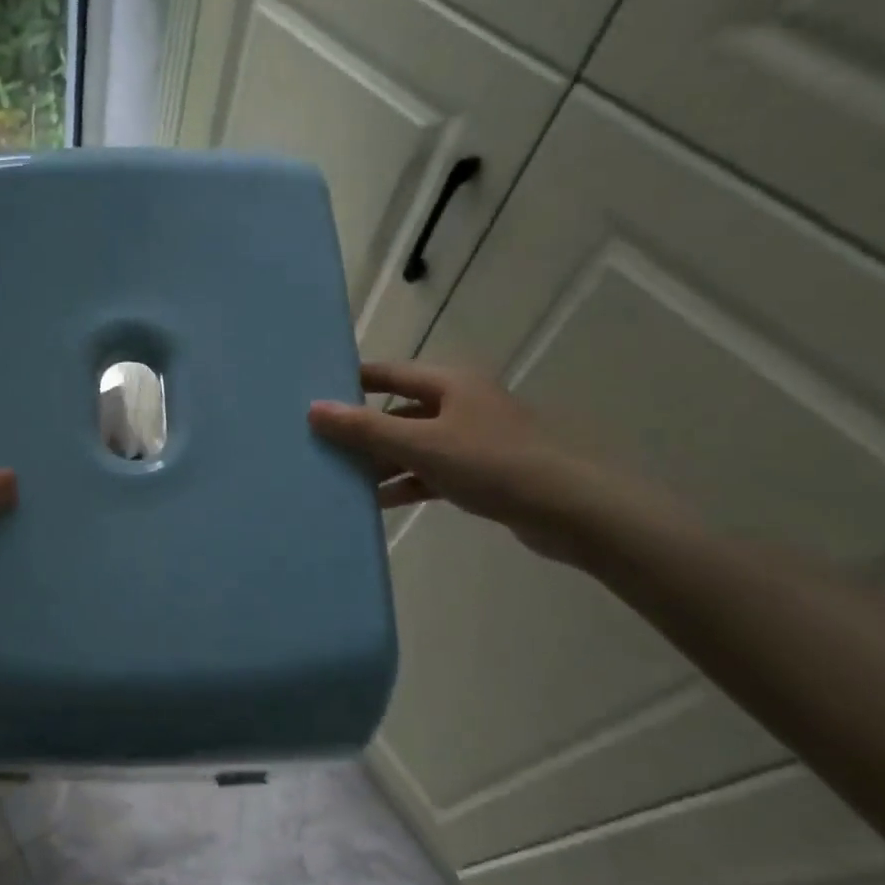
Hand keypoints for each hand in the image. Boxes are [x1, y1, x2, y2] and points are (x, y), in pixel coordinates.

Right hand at [309, 363, 599, 557]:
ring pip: (413, 444)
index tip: (313, 398)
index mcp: (448, 383)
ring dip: (382, 462)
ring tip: (342, 479)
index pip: (387, 374)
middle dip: (361, 430)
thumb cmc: (492, 463)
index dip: (350, 383)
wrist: (571, 510)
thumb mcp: (421, 444)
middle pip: (397, 411)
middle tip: (320, 446)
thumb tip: (314, 409)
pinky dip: (407, 483)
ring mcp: (472, 438)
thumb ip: (366, 428)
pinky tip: (379, 501)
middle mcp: (459, 403)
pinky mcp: (482, 472)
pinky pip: (431, 471)